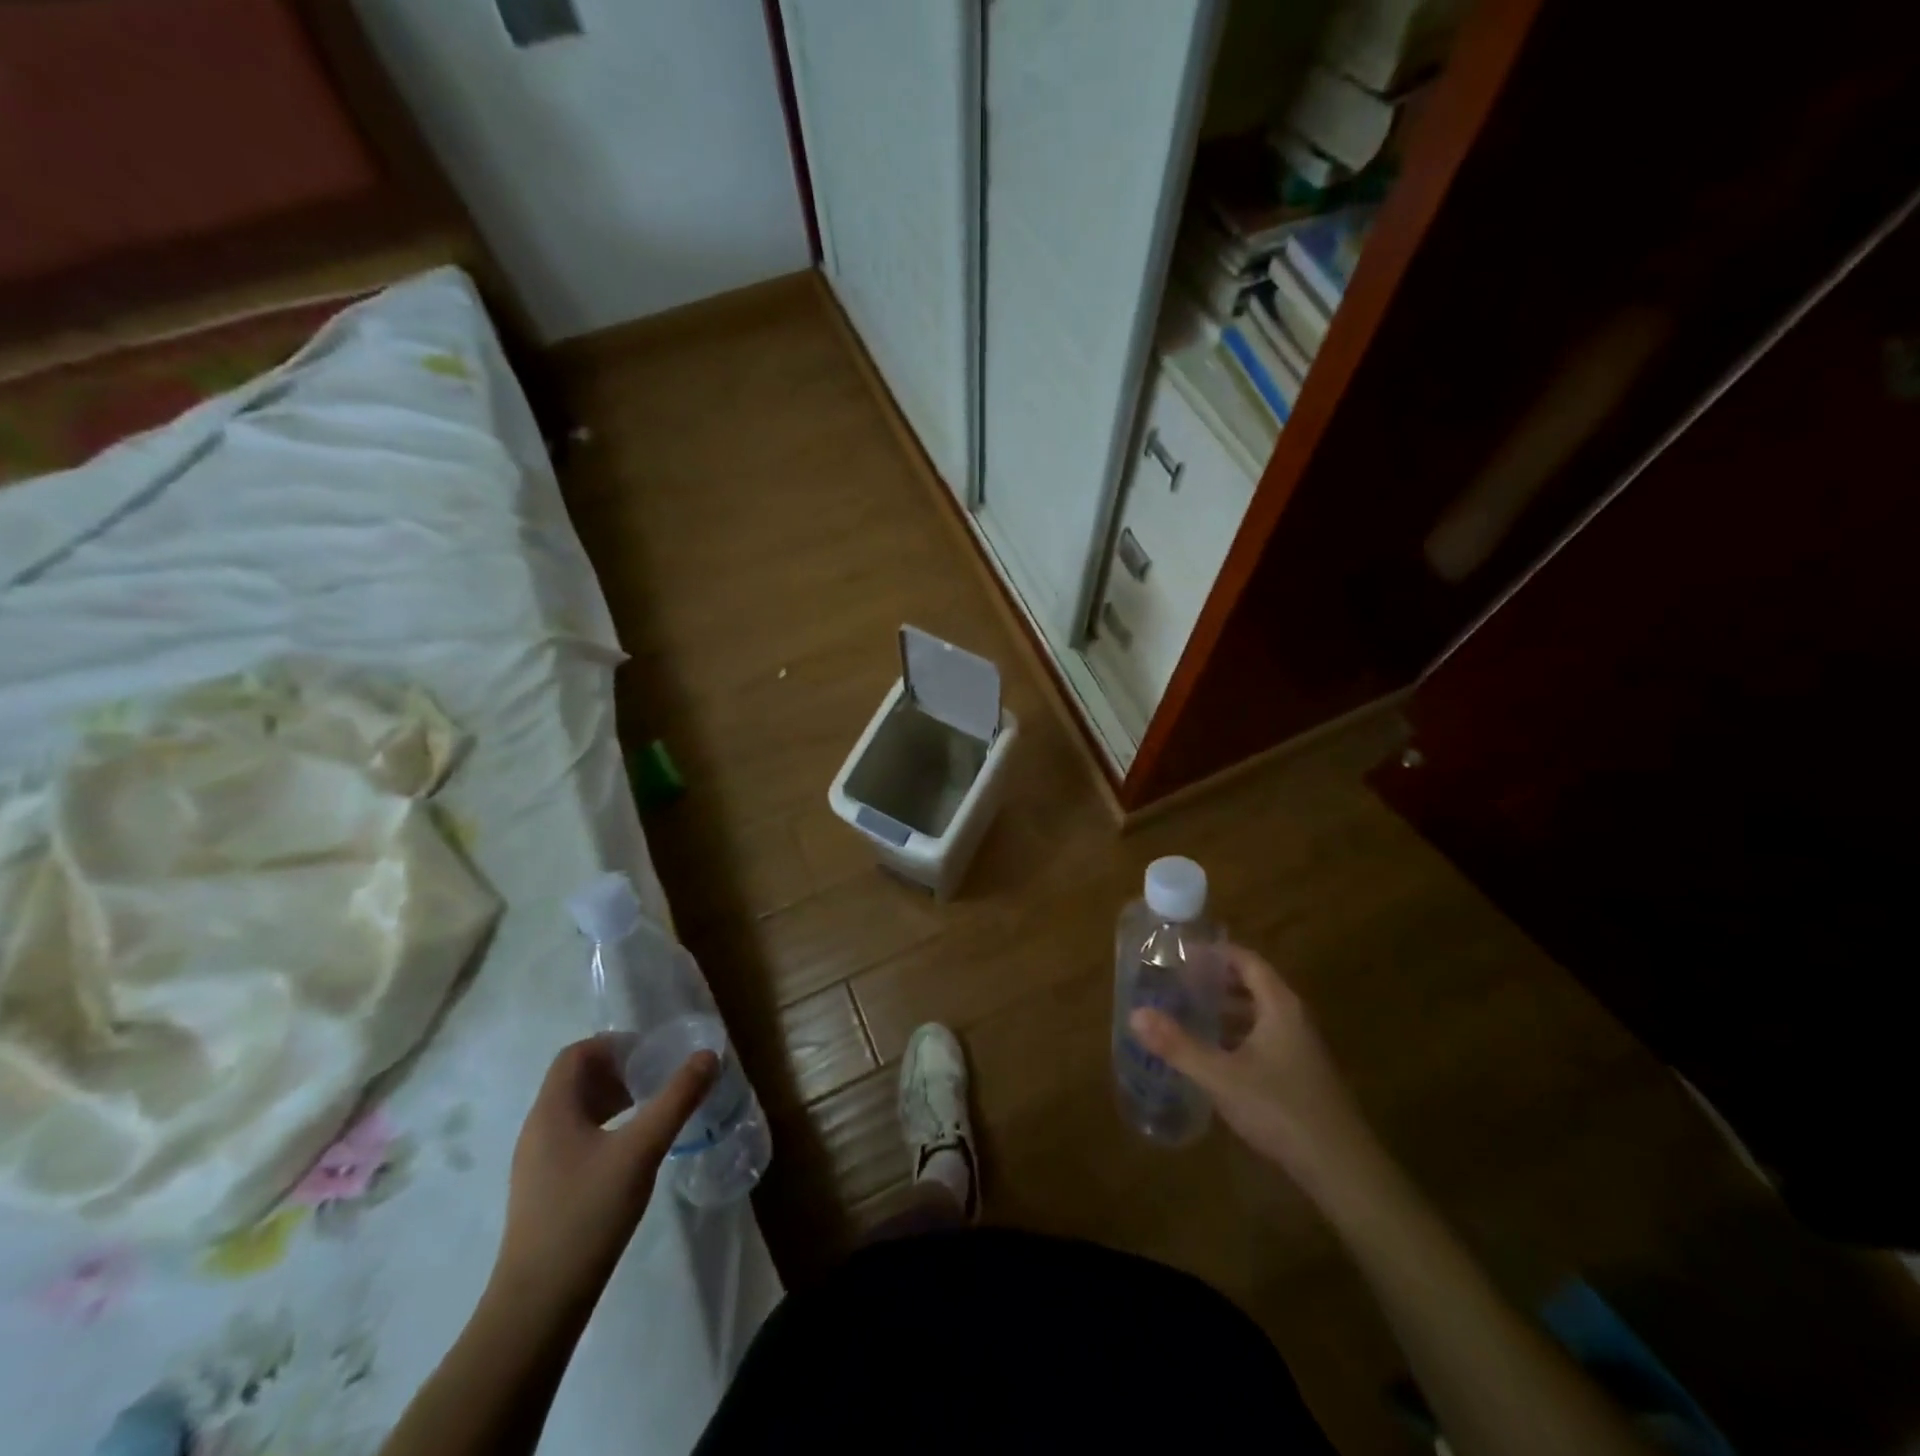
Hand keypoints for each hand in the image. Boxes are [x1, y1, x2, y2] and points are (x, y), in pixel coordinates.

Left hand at [493, 1036, 715, 1307]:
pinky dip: (607, 1127)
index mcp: (552, 1111)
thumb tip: (708, 1056)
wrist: (538, 1303)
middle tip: (660, 1076)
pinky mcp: (545, 1189)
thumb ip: (677, 1099)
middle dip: (620, 1070)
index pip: (576, 1054)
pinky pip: (576, 1138)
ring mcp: (538, 1162)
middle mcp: (539, 1129)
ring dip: (615, 1099)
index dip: (614, 1045)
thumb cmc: (587, 1215)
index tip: (652, 1053)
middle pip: (577, 1080)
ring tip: (653, 1107)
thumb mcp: (641, 1150)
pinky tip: (633, 1149)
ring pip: (577, 1111)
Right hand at [1131, 945, 1381, 1201]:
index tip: (1181, 952)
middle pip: (1252, 985)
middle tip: (1176, 980)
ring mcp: (1299, 1047)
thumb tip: (1135, 1014)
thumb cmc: (1280, 1109)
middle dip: (1215, 980)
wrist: (1341, 1169)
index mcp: (1279, 1006)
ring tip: (1186, 1011)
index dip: (1215, 953)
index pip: (1247, 960)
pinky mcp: (1299, 1074)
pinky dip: (1236, 1035)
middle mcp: (1293, 1018)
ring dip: (1225, 1009)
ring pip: (1257, 1014)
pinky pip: (1262, 1038)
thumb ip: (1178, 1045)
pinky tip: (1212, 1053)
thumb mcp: (1221, 1076)